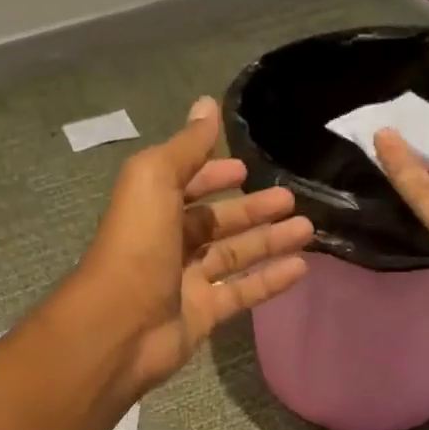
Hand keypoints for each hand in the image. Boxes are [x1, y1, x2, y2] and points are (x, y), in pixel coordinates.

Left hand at [78, 97, 312, 392]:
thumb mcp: (154, 180)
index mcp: (151, 208)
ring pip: (233, 256)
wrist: (119, 326)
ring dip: (269, 241)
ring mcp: (185, 281)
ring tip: (308, 228)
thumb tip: (207, 104)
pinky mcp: (202, 315)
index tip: (245, 168)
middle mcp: (167, 243)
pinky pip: (241, 293)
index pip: (185, 184)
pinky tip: (302, 267)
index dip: (212, 174)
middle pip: (215, 222)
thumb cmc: (136, 245)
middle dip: (250, 208)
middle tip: (291, 197)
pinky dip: (270, 280)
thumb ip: (186, 147)